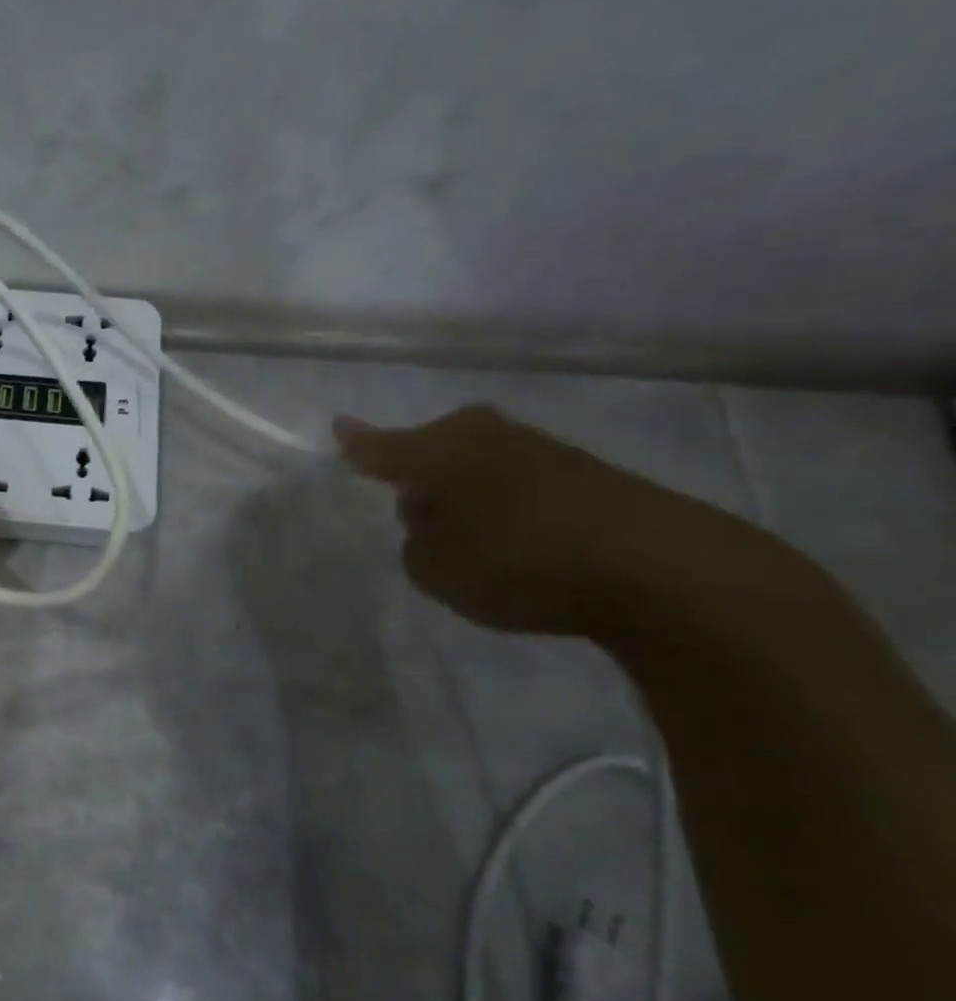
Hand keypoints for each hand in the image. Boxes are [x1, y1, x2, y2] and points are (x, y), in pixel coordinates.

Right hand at [334, 404, 738, 637]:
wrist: (660, 568)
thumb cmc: (521, 563)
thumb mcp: (438, 570)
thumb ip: (416, 543)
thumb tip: (430, 520)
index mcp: (440, 451)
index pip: (382, 447)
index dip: (359, 445)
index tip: (339, 430)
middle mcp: (485, 436)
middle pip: (434, 447)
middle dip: (418, 470)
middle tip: (410, 505)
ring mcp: (539, 448)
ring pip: (477, 462)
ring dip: (464, 487)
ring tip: (465, 530)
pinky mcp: (584, 471)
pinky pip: (516, 480)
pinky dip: (504, 501)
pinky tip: (515, 536)